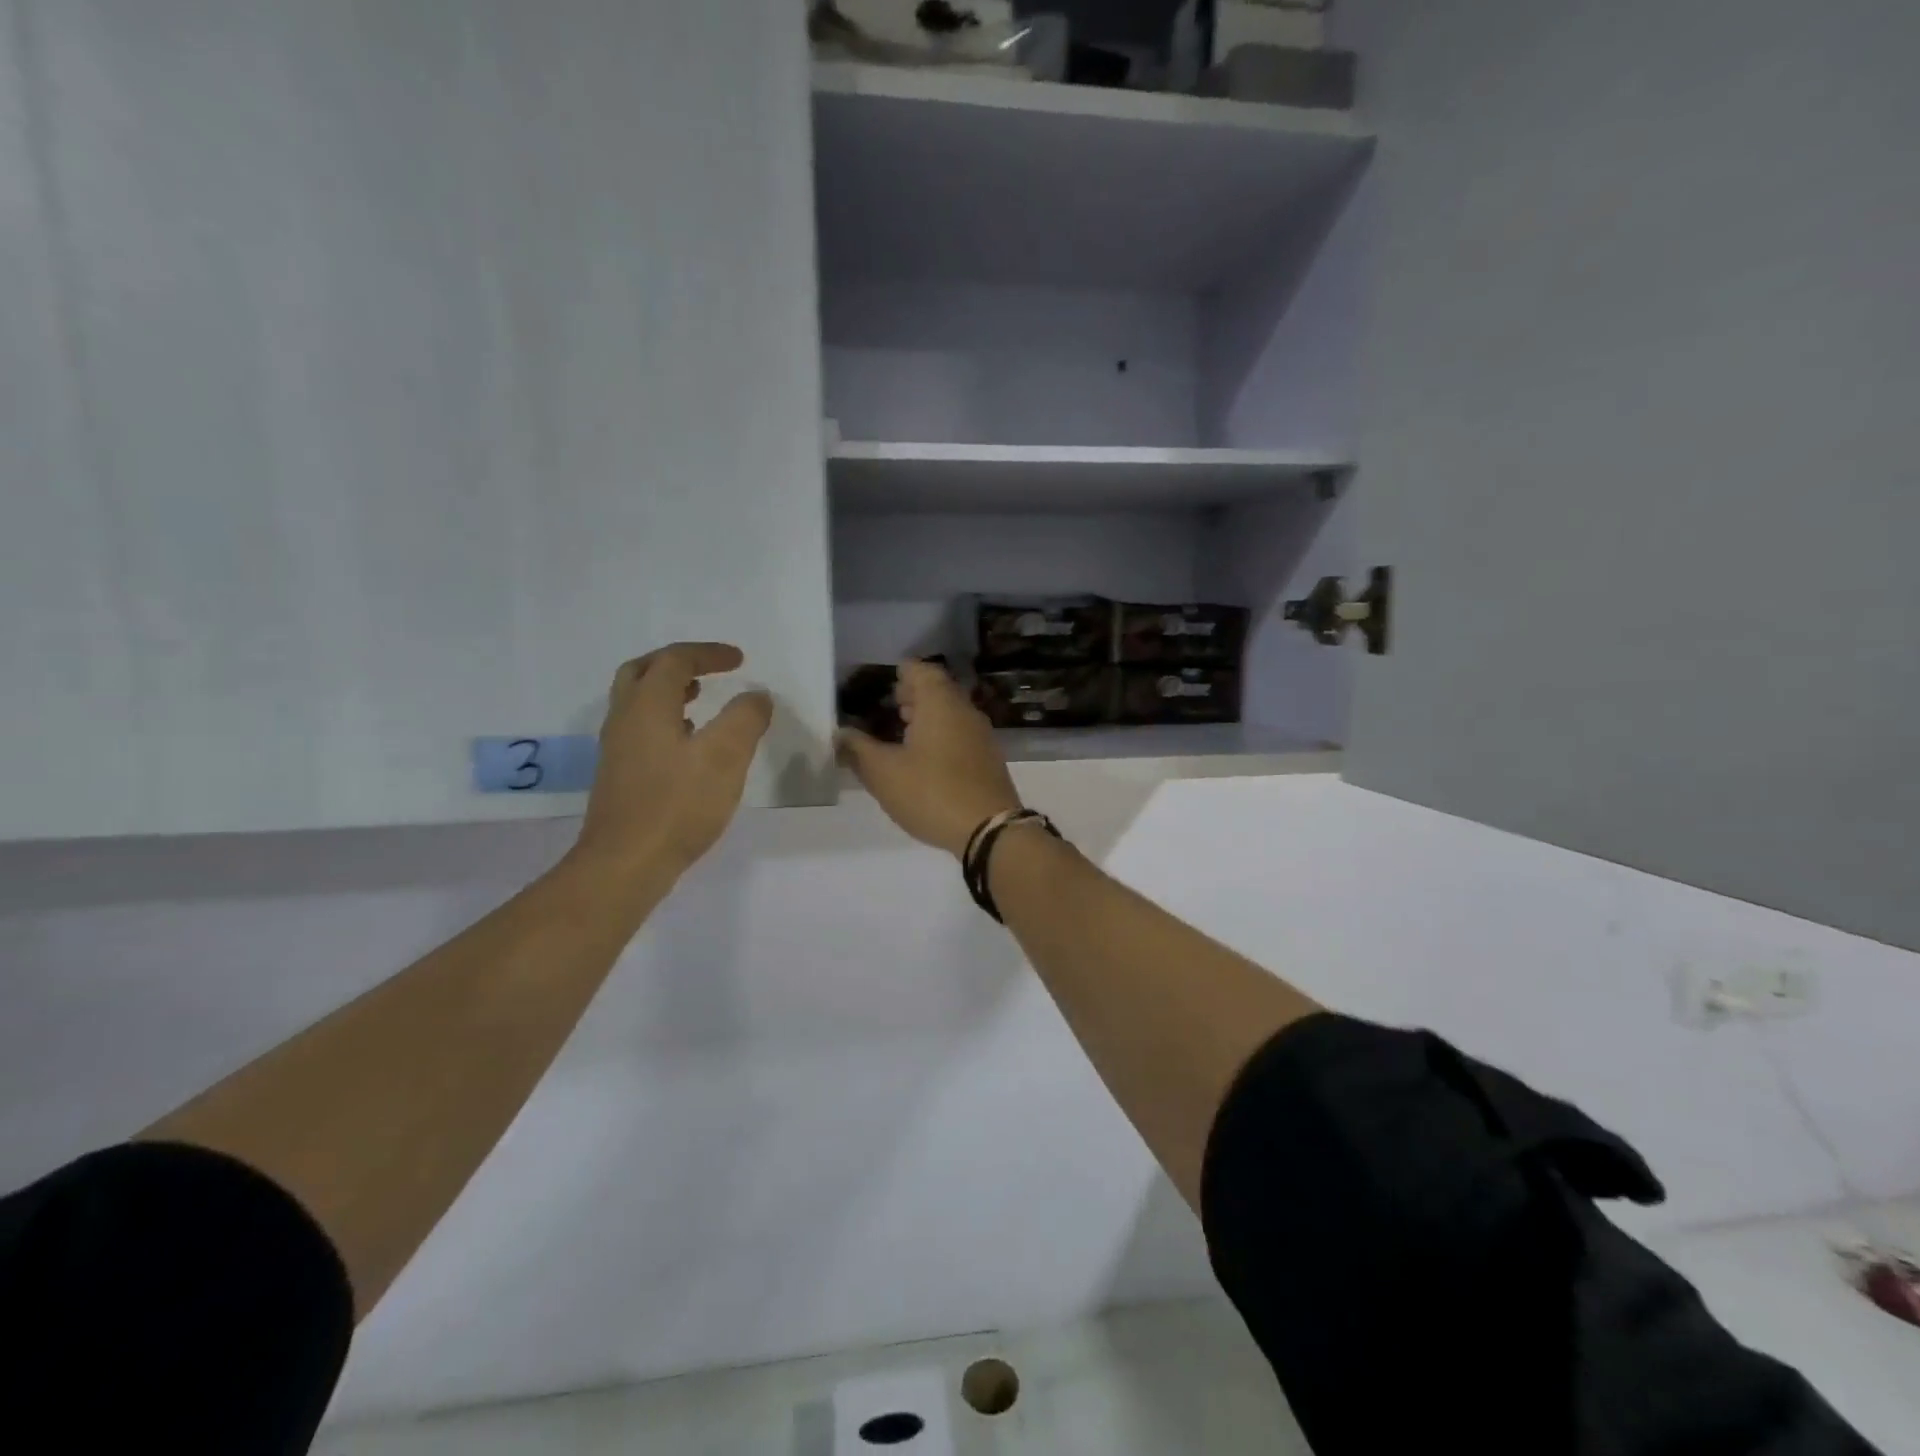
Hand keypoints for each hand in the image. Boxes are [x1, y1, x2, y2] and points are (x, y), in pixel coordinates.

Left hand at [573, 643, 771, 876]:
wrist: (625, 863)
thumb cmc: (677, 805)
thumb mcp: (725, 757)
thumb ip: (745, 719)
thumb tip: (757, 696)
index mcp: (648, 706)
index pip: (675, 661)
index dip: (708, 654)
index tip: (739, 660)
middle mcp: (625, 719)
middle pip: (642, 671)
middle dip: (676, 663)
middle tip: (707, 669)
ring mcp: (617, 749)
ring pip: (636, 701)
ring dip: (667, 690)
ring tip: (699, 698)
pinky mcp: (619, 775)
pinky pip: (639, 728)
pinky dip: (663, 718)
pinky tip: (686, 743)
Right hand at [838, 660, 1021, 857]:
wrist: (989, 830)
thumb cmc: (931, 792)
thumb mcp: (883, 773)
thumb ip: (858, 749)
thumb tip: (840, 733)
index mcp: (940, 703)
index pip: (921, 670)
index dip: (902, 673)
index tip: (884, 683)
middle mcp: (964, 711)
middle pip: (939, 690)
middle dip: (914, 694)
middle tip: (889, 705)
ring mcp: (982, 735)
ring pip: (951, 713)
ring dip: (928, 717)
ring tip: (902, 731)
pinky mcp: (988, 760)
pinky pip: (961, 735)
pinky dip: (941, 736)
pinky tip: (925, 759)